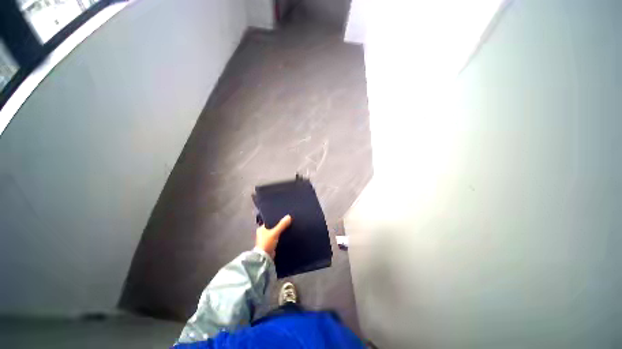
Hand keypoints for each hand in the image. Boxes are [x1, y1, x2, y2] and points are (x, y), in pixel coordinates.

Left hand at [255, 215, 291, 258]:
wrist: (264, 259)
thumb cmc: (267, 243)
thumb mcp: (275, 232)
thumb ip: (282, 225)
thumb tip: (289, 216)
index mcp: (261, 228)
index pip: (270, 220)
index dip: (276, 218)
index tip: (283, 216)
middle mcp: (263, 233)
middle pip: (273, 226)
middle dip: (279, 225)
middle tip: (287, 221)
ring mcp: (267, 239)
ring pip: (275, 232)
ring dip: (280, 231)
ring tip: (288, 227)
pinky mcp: (270, 244)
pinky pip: (277, 238)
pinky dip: (281, 236)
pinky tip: (287, 235)